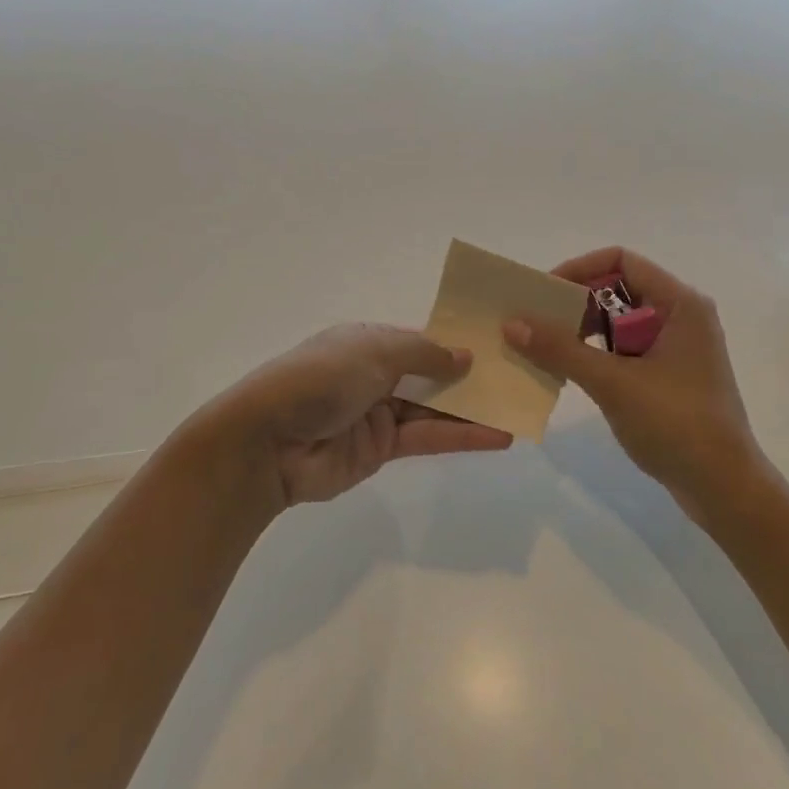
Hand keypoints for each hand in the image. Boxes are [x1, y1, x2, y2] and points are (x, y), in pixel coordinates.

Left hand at [195, 324, 512, 510]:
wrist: (268, 442)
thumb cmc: (320, 379)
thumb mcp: (373, 352)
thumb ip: (423, 353)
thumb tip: (464, 355)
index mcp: (367, 342)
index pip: (420, 339)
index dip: (456, 343)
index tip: (498, 345)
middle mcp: (375, 374)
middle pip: (431, 373)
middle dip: (471, 376)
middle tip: (519, 378)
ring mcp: (378, 413)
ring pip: (434, 407)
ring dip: (473, 409)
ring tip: (518, 409)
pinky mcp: (381, 449)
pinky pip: (427, 437)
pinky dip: (461, 436)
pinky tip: (498, 436)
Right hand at [502, 248, 766, 522]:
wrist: (724, 489)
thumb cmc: (676, 424)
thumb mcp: (613, 383)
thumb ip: (561, 349)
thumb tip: (511, 323)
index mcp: (679, 303)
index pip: (620, 261)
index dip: (579, 269)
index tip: (543, 293)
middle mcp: (679, 316)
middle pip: (617, 289)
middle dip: (574, 303)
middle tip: (534, 323)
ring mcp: (674, 347)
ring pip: (617, 322)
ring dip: (581, 331)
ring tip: (543, 348)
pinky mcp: (667, 374)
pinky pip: (623, 349)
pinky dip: (595, 355)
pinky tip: (567, 372)